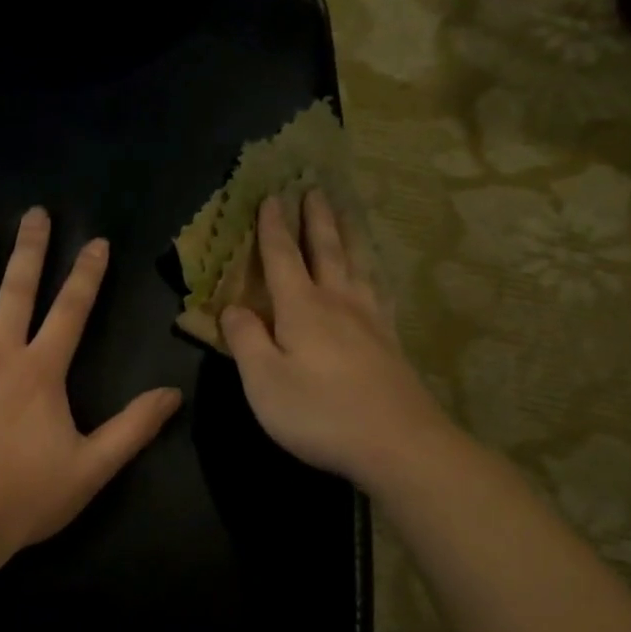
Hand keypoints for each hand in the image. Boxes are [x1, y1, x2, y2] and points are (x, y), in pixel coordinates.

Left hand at [0, 208, 182, 570]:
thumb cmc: (22, 498)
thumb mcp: (91, 469)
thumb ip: (132, 429)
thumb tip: (172, 394)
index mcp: (40, 371)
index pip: (71, 310)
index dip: (86, 274)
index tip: (96, 242)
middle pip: (16, 288)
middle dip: (29, 248)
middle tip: (35, 213)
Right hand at [222, 191, 455, 486]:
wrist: (397, 443)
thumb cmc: (319, 413)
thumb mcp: (264, 382)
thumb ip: (246, 341)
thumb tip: (232, 308)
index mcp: (302, 309)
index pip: (282, 258)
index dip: (273, 229)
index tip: (271, 197)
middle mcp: (338, 303)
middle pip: (326, 250)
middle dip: (316, 219)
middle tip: (314, 188)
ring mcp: (371, 320)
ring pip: (357, 264)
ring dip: (348, 235)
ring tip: (347, 213)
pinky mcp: (391, 341)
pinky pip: (378, 290)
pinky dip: (372, 271)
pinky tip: (374, 276)